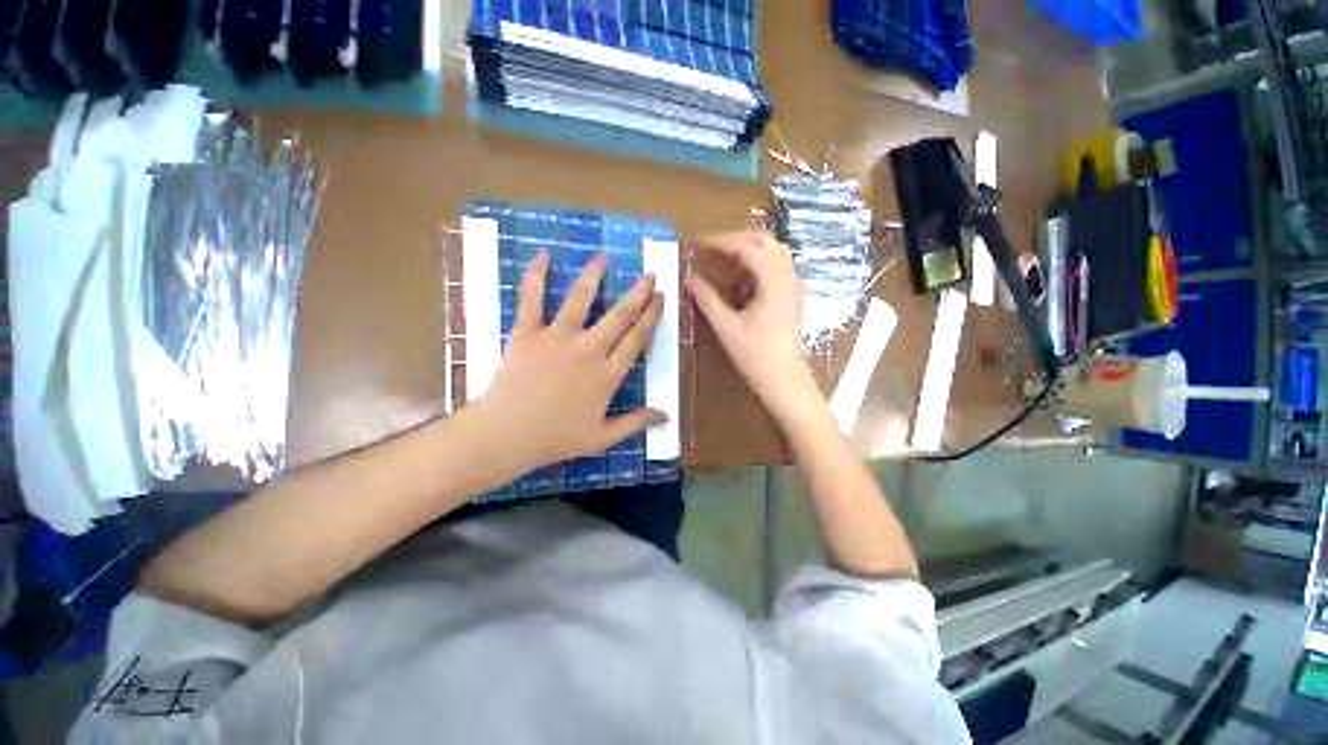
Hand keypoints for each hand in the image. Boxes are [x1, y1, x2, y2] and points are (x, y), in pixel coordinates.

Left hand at [471, 250, 665, 474]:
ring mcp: (557, 338)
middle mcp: (589, 350)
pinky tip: (542, 255)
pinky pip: (532, 299)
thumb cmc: (556, 439)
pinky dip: (536, 276)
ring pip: (580, 300)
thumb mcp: (602, 437)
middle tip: (649, 274)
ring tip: (604, 257)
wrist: (506, 436)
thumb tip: (665, 416)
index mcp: (608, 375)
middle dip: (638, 293)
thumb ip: (635, 423)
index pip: (637, 339)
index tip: (660, 297)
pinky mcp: (528, 333)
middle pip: (619, 315)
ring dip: (594, 276)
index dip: (651, 316)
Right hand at [687, 232, 819, 419]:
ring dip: (748, 249)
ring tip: (724, 261)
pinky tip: (741, 279)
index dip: (719, 242)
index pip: (745, 246)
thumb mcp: (726, 326)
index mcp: (773, 279)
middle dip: (734, 240)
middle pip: (763, 240)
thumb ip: (707, 298)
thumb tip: (690, 279)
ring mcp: (793, 284)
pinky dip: (757, 263)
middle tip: (710, 249)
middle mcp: (787, 275)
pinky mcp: (792, 295)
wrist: (783, 378)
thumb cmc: (755, 354)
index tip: (697, 243)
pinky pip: (776, 266)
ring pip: (772, 251)